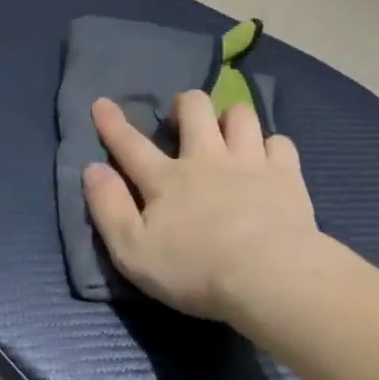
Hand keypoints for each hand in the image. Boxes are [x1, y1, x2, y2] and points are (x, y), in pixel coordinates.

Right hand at [85, 93, 319, 325]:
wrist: (270, 277)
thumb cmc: (195, 271)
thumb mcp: (132, 251)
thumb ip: (108, 208)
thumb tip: (92, 169)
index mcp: (167, 180)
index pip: (131, 145)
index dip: (112, 123)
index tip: (101, 102)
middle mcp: (207, 159)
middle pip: (195, 109)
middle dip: (185, 104)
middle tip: (183, 118)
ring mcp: (250, 163)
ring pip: (240, 115)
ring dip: (230, 118)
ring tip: (227, 132)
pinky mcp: (286, 175)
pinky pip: (280, 142)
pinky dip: (271, 147)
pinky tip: (268, 160)